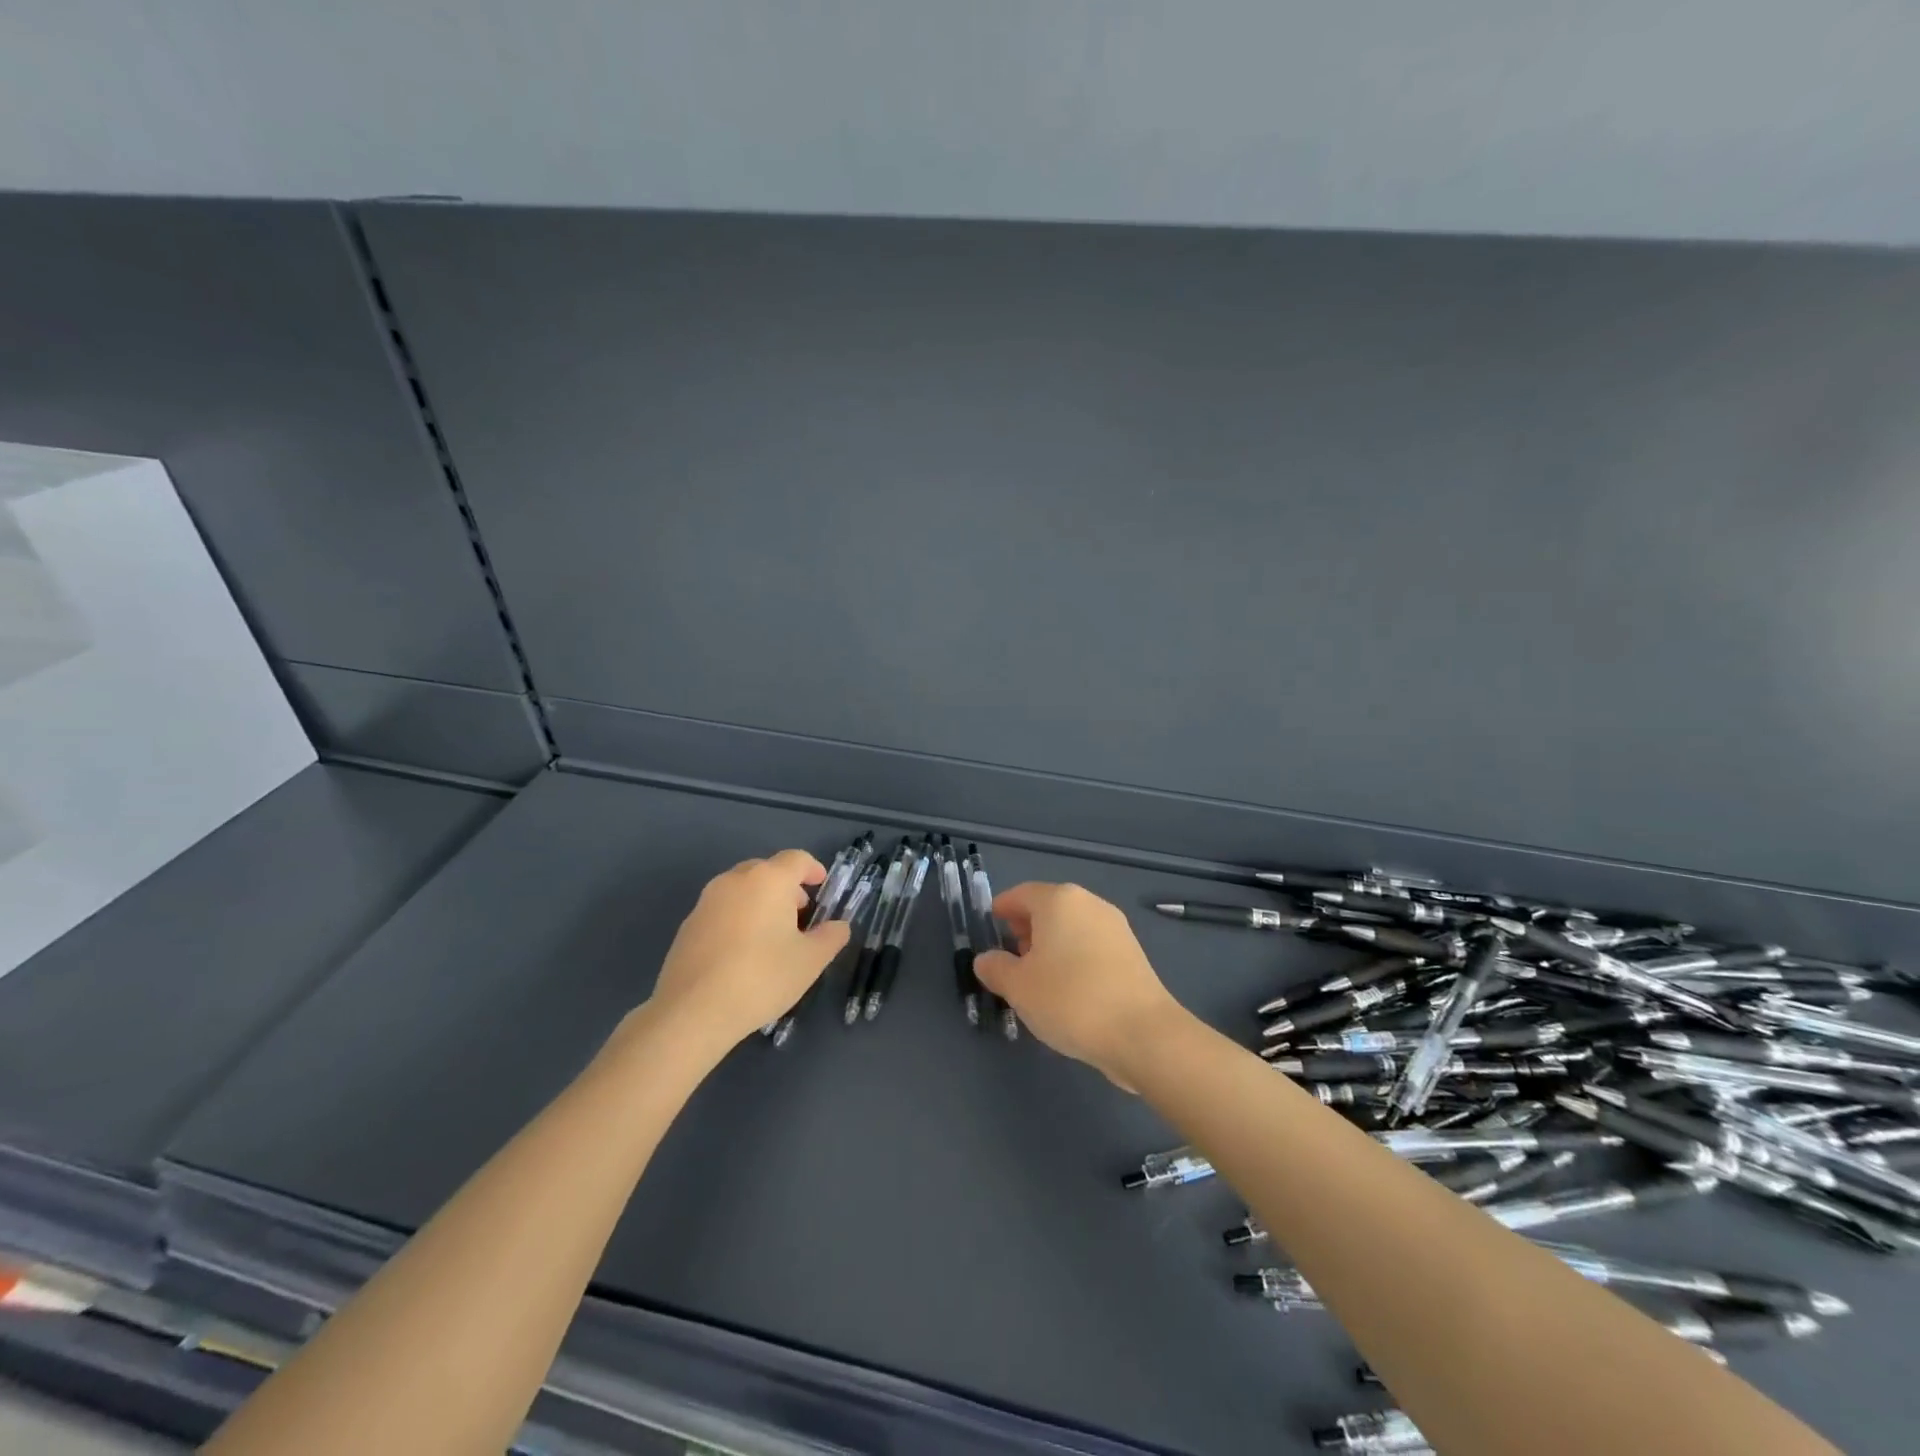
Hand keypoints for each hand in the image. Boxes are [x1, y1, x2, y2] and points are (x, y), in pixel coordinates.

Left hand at [647, 850, 851, 1053]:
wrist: (692, 1011)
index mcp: (769, 880)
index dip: (813, 869)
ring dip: (760, 901)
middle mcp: (735, 880)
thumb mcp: (810, 961)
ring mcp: (707, 901)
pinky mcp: (688, 924)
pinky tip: (742, 952)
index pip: (796, 859)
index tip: (821, 886)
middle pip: (767, 870)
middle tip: (799, 914)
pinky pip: (722, 909)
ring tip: (771, 935)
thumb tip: (838, 926)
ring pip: (741, 889)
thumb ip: (831, 937)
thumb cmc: (761, 977)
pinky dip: (738, 918)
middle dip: (786, 886)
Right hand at [974, 882, 1187, 1088]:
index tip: (991, 926)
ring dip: (1051, 944)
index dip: (1002, 909)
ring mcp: (1115, 927)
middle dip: (1026, 928)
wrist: (1141, 1033)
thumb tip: (986, 959)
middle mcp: (1089, 904)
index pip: (1021, 894)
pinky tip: (1067, 989)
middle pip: (1049, 908)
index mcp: (1059, 901)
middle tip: (1010, 956)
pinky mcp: (1132, 953)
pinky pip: (1091, 945)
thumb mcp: (1018, 987)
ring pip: (1072, 927)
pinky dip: (1073, 957)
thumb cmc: (1070, 1000)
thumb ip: (995, 968)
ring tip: (1037, 977)